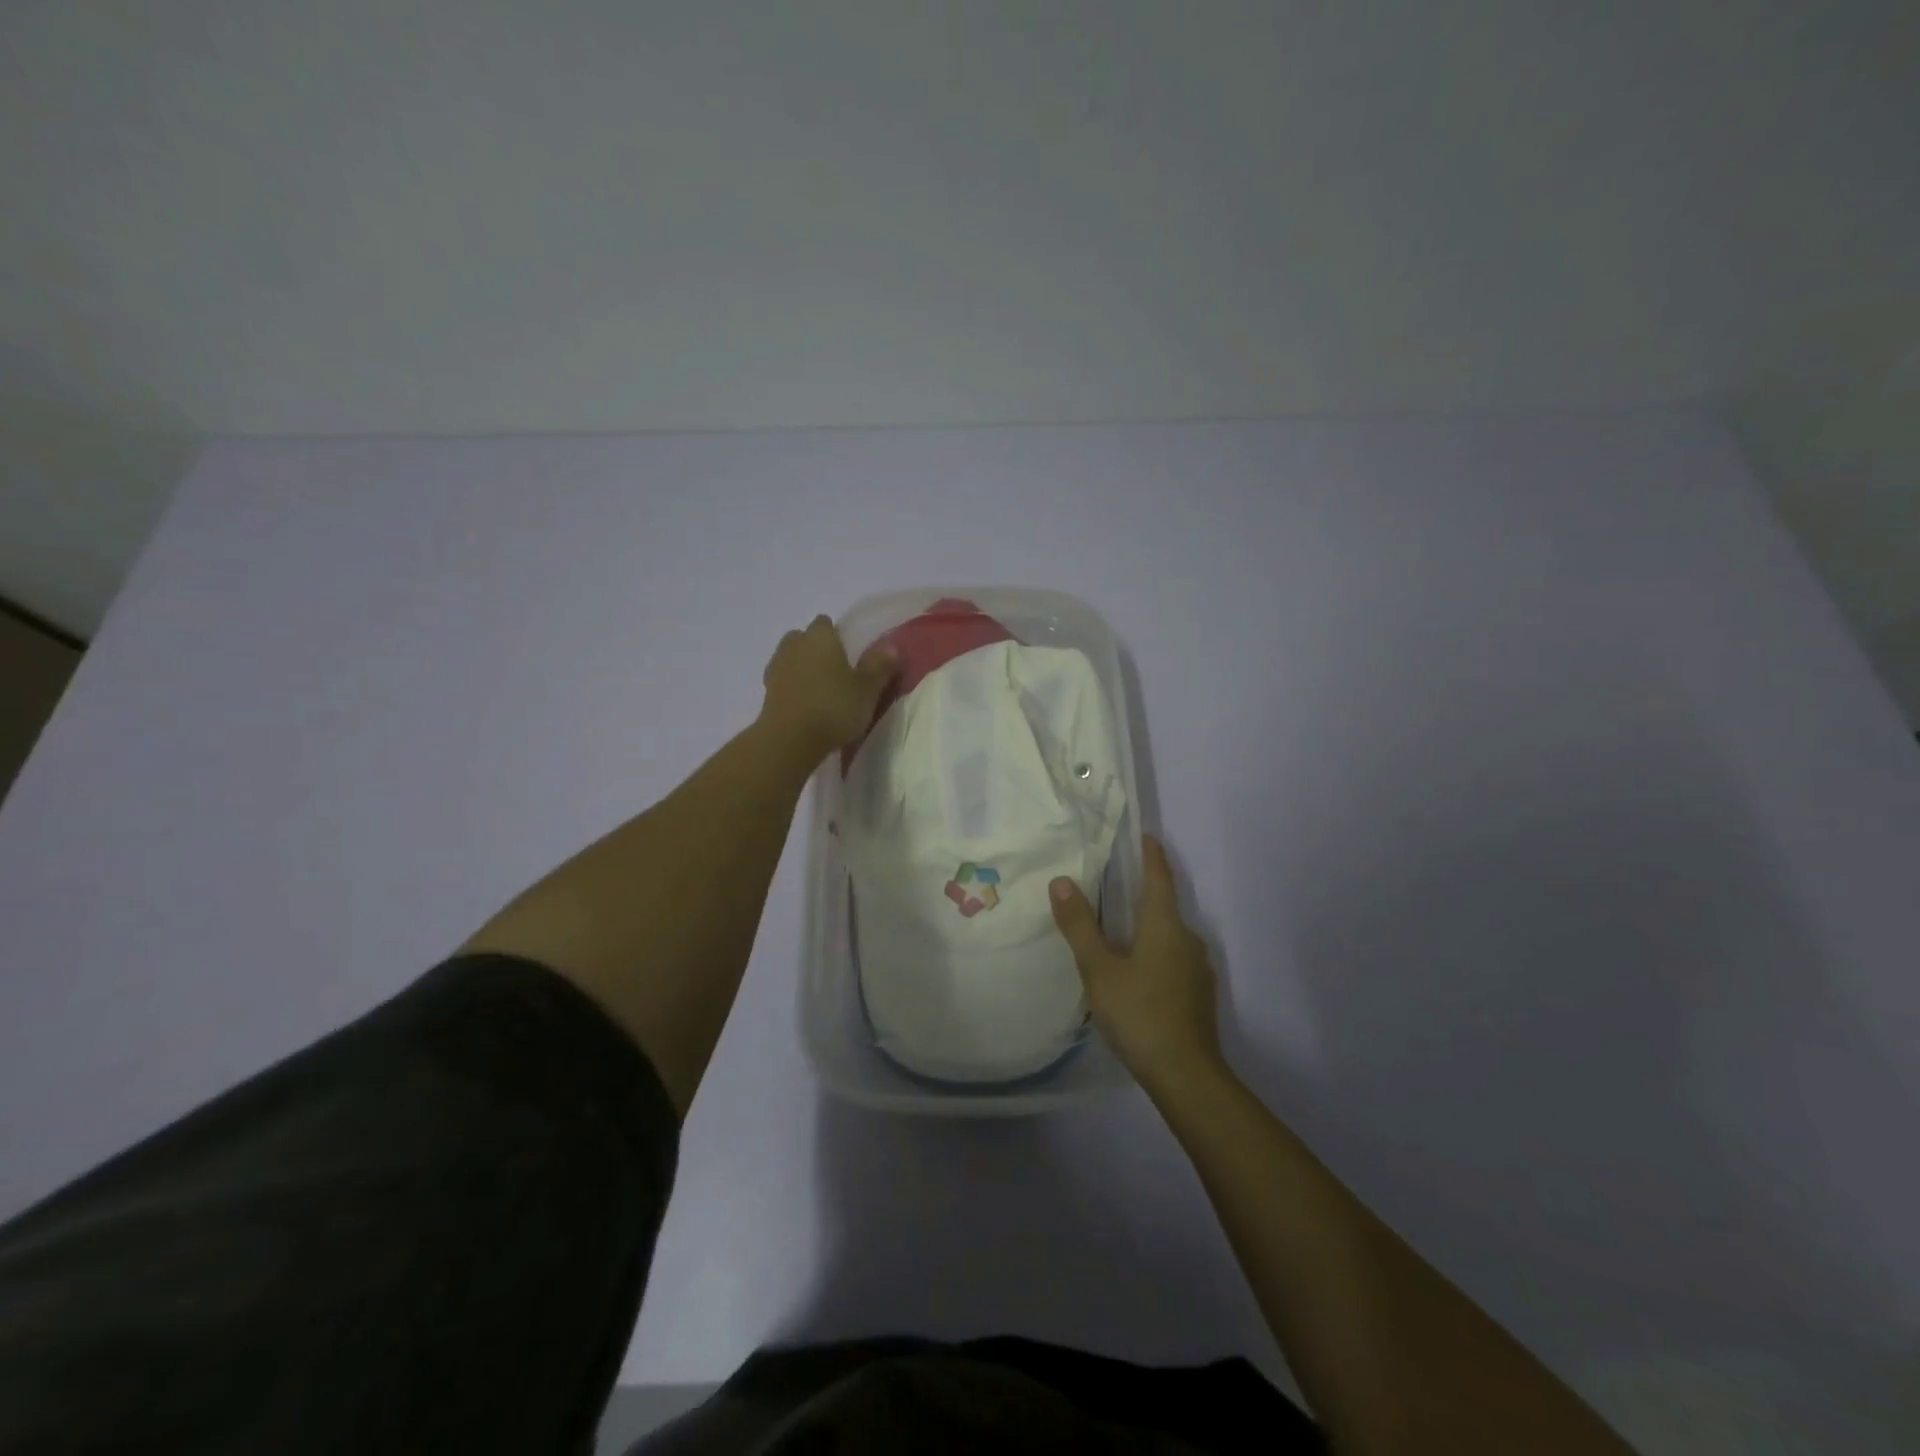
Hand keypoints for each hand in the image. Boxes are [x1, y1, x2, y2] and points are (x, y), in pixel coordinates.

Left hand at [760, 614, 898, 759]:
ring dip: (802, 668)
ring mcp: (776, 667)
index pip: (826, 623)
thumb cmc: (834, 707)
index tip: (849, 654)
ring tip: (821, 690)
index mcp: (820, 636)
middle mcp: (795, 645)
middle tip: (836, 672)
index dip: (836, 636)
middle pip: (804, 638)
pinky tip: (806, 704)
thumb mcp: (867, 689)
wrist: (790, 740)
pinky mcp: (766, 692)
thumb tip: (891, 646)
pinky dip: (792, 687)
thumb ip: (879, 666)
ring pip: (791, 658)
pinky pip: (783, 681)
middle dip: (816, 649)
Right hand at [1050, 835, 1221, 1092]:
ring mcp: (1197, 969)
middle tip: (1111, 884)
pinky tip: (1135, 971)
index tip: (1142, 835)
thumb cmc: (1139, 1013)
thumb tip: (1061, 881)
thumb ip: (1080, 925)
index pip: (1159, 876)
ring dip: (1146, 926)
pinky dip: (1153, 953)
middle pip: (1164, 905)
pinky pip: (1173, 959)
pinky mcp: (1198, 995)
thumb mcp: (1099, 969)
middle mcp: (1187, 939)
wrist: (1186, 1076)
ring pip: (1169, 935)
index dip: (1151, 853)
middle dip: (1142, 892)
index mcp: (1165, 925)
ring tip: (1116, 929)